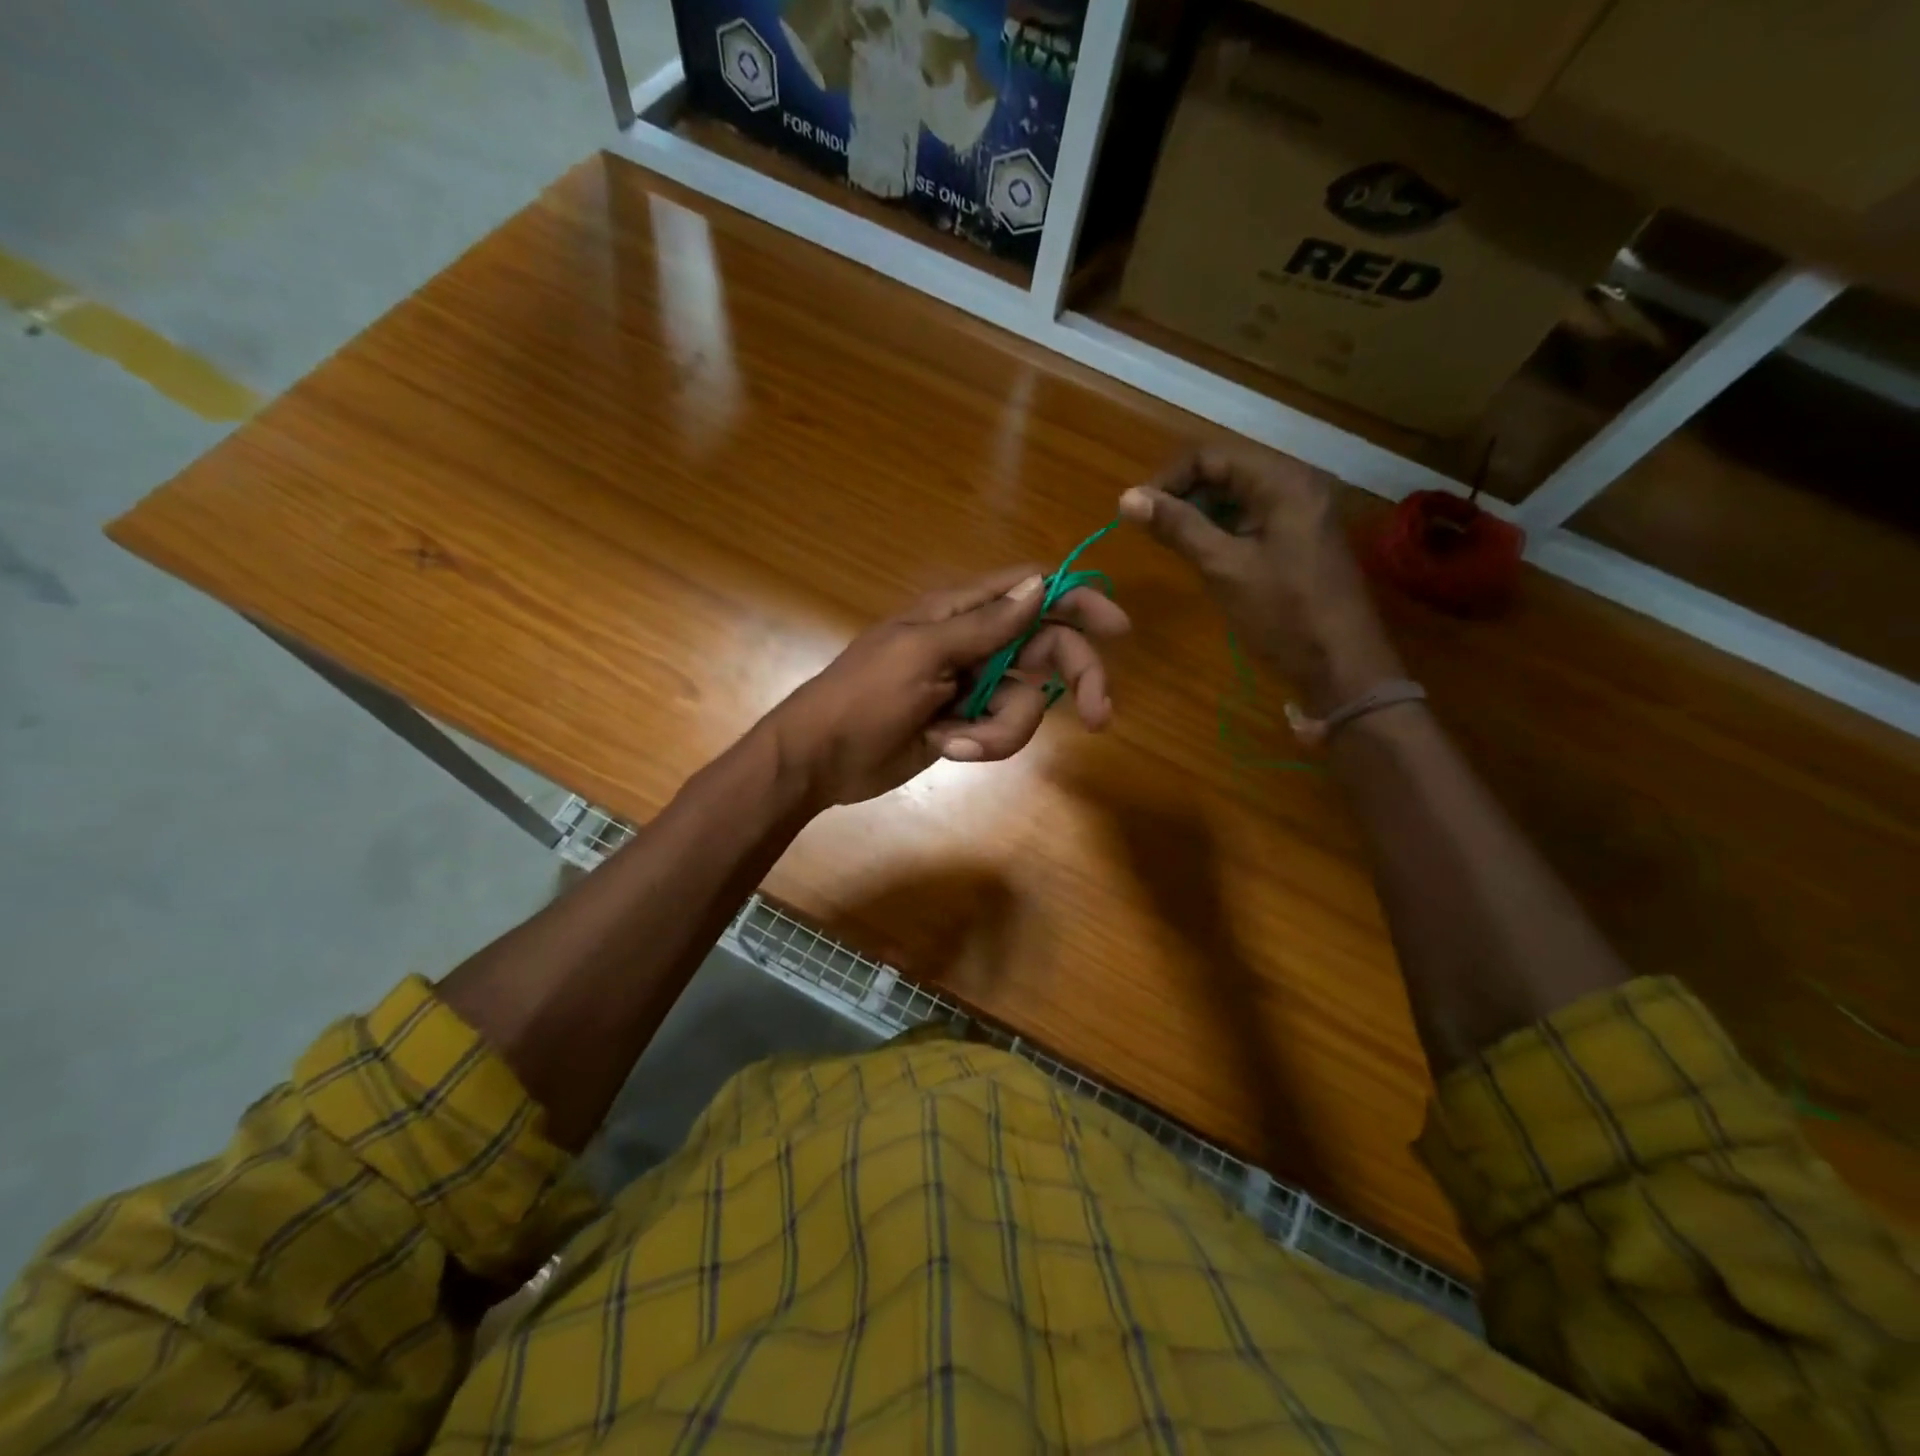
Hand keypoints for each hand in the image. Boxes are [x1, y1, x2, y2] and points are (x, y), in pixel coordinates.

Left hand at [764, 565, 1130, 807]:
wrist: (820, 759)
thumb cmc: (862, 696)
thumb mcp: (921, 655)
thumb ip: (984, 625)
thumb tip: (1039, 584)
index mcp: (960, 612)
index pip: (1031, 590)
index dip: (1076, 599)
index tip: (1116, 628)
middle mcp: (975, 643)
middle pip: (1047, 649)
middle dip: (1073, 680)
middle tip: (1098, 716)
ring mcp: (973, 685)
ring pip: (1028, 700)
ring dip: (1003, 728)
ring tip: (957, 740)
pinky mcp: (968, 723)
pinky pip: (1003, 730)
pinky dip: (983, 743)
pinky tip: (946, 746)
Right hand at [1119, 448, 1402, 714]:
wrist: (1342, 665)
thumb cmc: (1283, 614)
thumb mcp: (1224, 567)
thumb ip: (1178, 527)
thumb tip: (1127, 499)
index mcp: (1283, 481)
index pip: (1211, 456)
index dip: (1168, 478)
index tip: (1136, 512)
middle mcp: (1298, 482)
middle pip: (1227, 469)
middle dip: (1183, 494)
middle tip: (1149, 528)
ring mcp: (1303, 509)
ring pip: (1238, 494)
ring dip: (1200, 512)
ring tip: (1169, 541)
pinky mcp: (1302, 535)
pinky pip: (1254, 516)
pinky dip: (1224, 527)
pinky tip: (1203, 552)